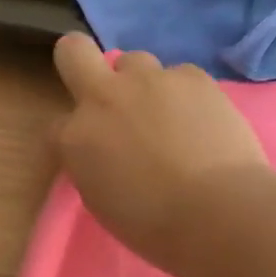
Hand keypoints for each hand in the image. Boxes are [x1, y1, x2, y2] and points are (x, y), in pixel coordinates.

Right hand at [52, 34, 271, 271]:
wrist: (217, 212)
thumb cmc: (153, 225)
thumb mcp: (102, 203)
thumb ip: (94, 167)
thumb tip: (105, 154)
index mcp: (75, 138)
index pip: (58, 125)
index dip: (76, 138)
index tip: (95, 154)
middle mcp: (103, 97)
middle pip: (73, 51)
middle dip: (79, 62)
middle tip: (106, 93)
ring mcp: (149, 80)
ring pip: (134, 61)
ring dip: (140, 83)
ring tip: (166, 115)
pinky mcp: (192, 76)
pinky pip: (179, 75)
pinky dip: (184, 94)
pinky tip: (201, 121)